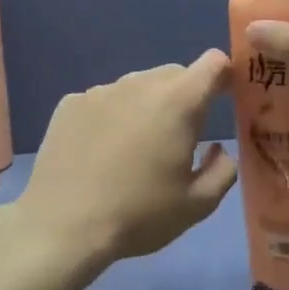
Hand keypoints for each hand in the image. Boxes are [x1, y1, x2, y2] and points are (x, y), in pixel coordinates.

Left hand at [15, 51, 238, 266]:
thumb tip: (219, 150)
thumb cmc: (138, 215)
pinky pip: (104, 100)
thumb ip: (222, 171)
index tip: (227, 97)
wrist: (61, 226)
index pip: (214, 63)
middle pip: (175, 74)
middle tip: (180, 137)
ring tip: (137, 148)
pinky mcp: (70, 103)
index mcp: (177, 102)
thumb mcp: (196, 205)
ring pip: (137, 85)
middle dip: (186, 96)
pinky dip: (112, 115)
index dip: (225, 75)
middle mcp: (139, 84)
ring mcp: (101, 91)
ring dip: (147, 105)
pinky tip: (100, 152)